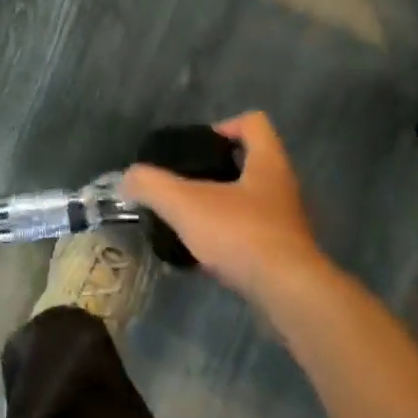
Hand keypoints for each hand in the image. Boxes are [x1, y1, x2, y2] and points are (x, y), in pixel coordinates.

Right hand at [123, 112, 328, 303]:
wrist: (287, 294)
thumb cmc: (240, 233)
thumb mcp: (185, 204)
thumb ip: (152, 186)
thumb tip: (129, 178)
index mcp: (268, 163)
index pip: (254, 123)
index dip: (226, 126)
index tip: (199, 147)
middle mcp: (283, 188)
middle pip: (252, 163)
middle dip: (219, 172)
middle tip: (187, 185)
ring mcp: (287, 224)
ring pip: (252, 203)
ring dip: (223, 209)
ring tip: (190, 223)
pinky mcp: (286, 256)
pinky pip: (253, 237)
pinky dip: (230, 242)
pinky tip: (205, 258)